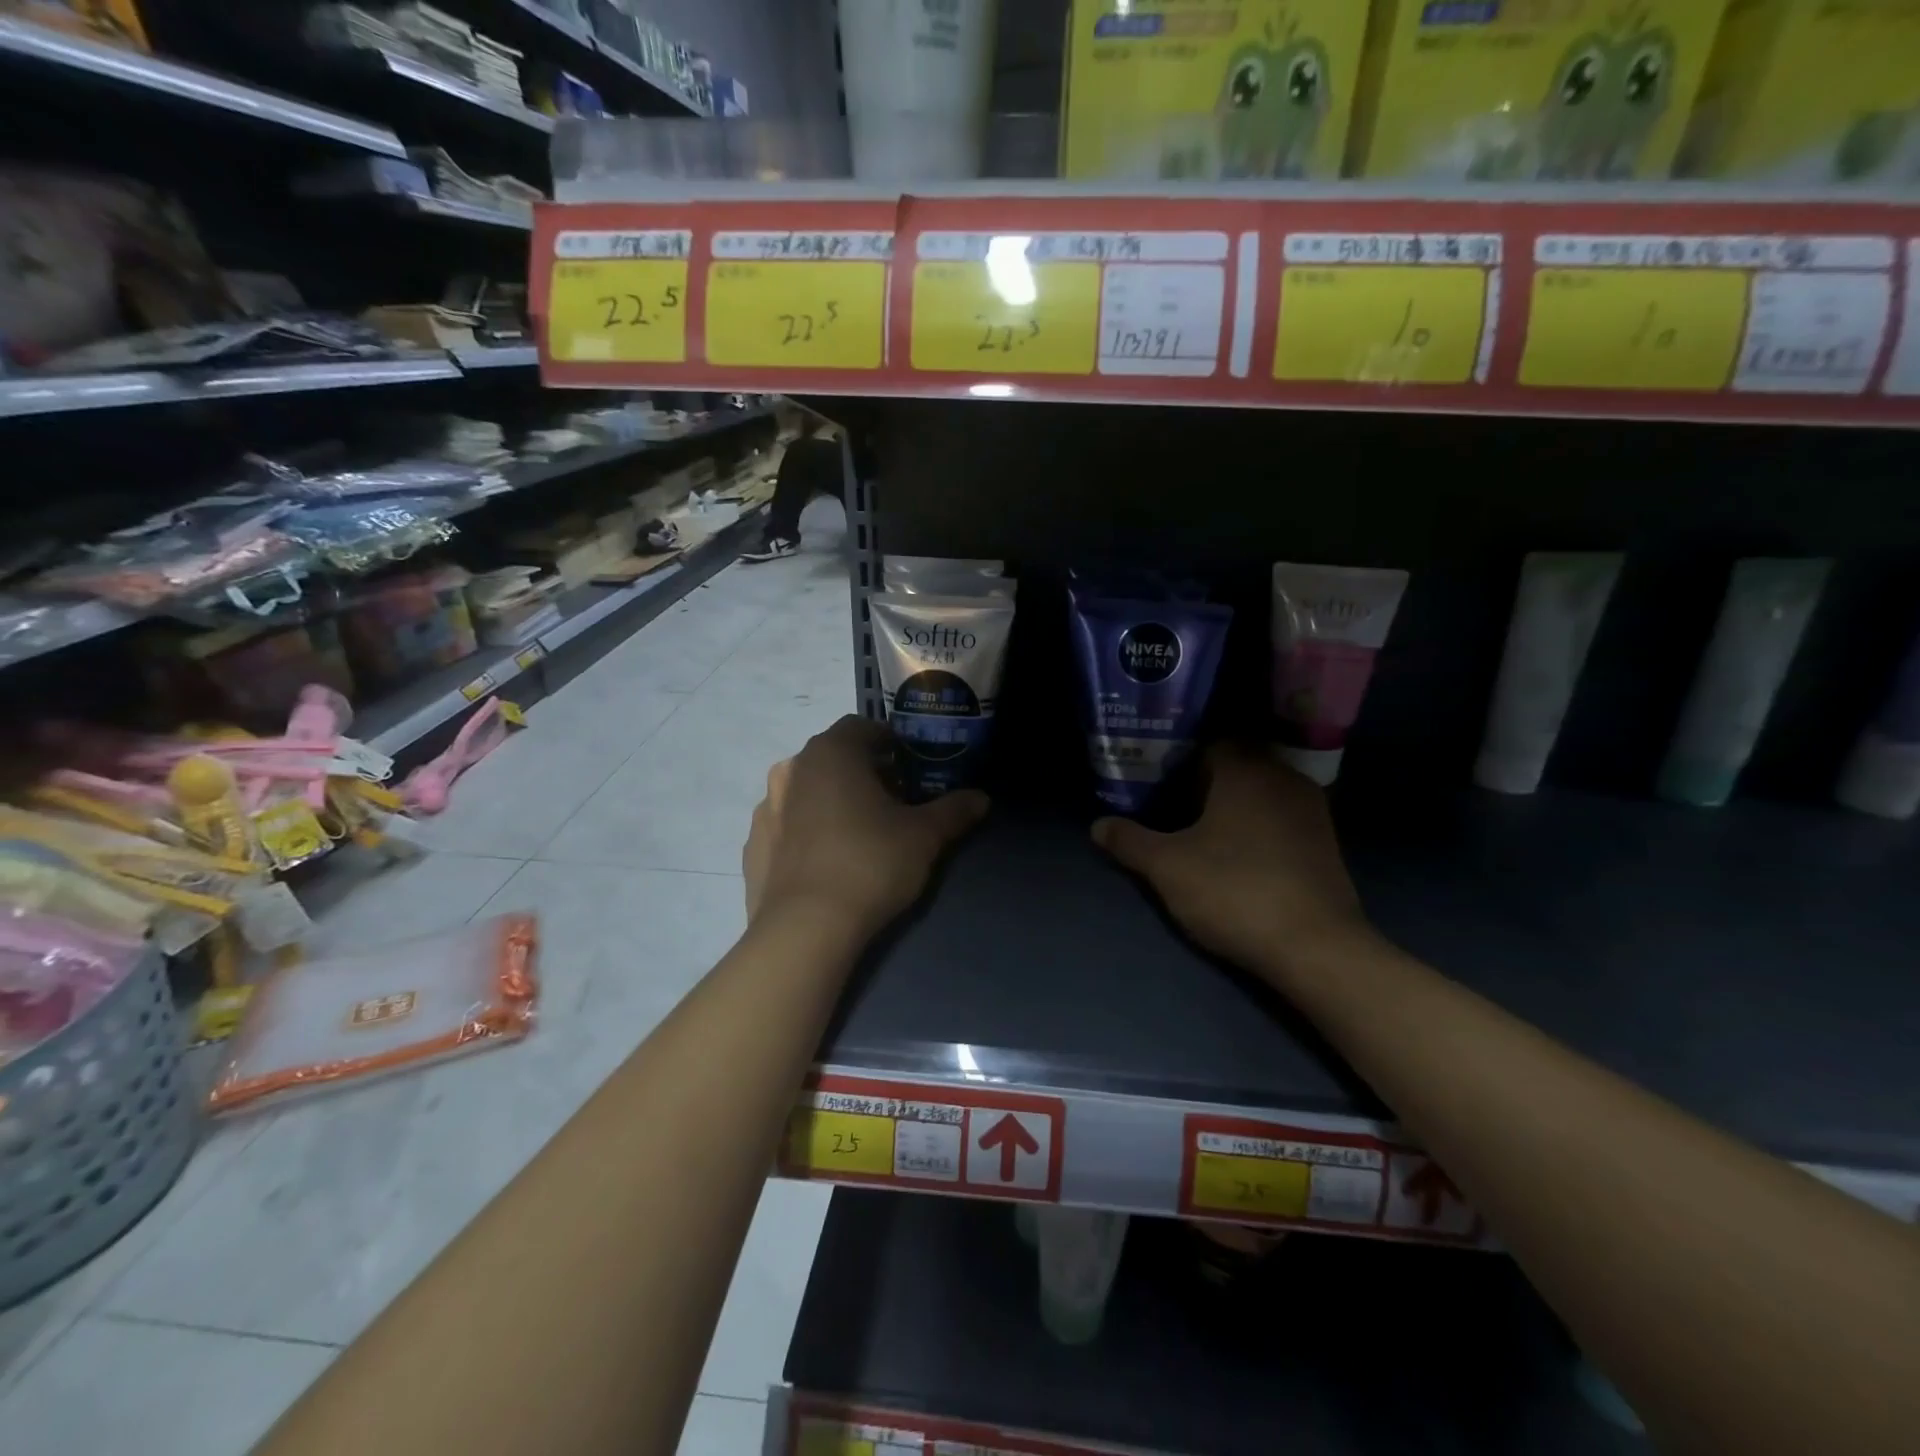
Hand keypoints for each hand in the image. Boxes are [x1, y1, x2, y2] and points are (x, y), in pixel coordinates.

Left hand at [744, 716, 988, 937]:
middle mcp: (792, 769)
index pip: (862, 727)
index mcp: (831, 753)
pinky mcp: (753, 846)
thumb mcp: (924, 836)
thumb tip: (982, 798)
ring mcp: (767, 808)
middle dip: (863, 773)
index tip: (911, 769)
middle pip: (833, 758)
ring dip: (832, 801)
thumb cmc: (870, 864)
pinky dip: (806, 833)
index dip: (890, 743)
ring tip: (859, 834)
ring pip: (807, 791)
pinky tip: (826, 862)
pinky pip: (787, 827)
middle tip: (893, 803)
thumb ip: (954, 810)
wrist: (805, 929)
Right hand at [1091, 746, 1368, 980]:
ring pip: (1259, 793)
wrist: (1316, 949)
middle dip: (1200, 783)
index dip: (1175, 760)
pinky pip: (1279, 817)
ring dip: (1230, 805)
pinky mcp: (1325, 842)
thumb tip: (1098, 825)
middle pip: (1234, 766)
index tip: (1151, 780)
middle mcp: (1283, 778)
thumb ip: (1130, 841)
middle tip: (1165, 805)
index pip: (1206, 743)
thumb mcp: (1167, 868)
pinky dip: (1255, 826)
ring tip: (1196, 830)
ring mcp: (1310, 810)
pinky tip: (1235, 853)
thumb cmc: (1234, 891)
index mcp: (1246, 769)